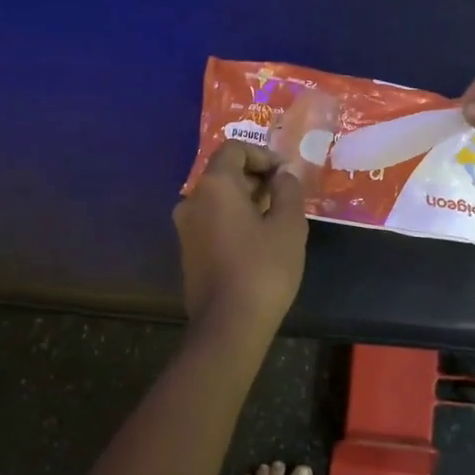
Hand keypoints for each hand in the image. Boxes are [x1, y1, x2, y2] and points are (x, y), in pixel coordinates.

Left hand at [173, 142, 308, 341]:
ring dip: (246, 200)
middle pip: (224, 173)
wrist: (229, 325)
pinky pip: (212, 221)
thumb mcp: (288, 225)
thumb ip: (288, 191)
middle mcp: (192, 200)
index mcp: (215, 186)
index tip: (286, 175)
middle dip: (256, 178)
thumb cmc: (263, 268)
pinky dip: (234, 220)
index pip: (235, 149)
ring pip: (218, 199)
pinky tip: (258, 241)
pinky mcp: (188, 251)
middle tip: (286, 197)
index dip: (263, 155)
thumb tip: (283, 175)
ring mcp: (186, 227)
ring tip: (276, 219)